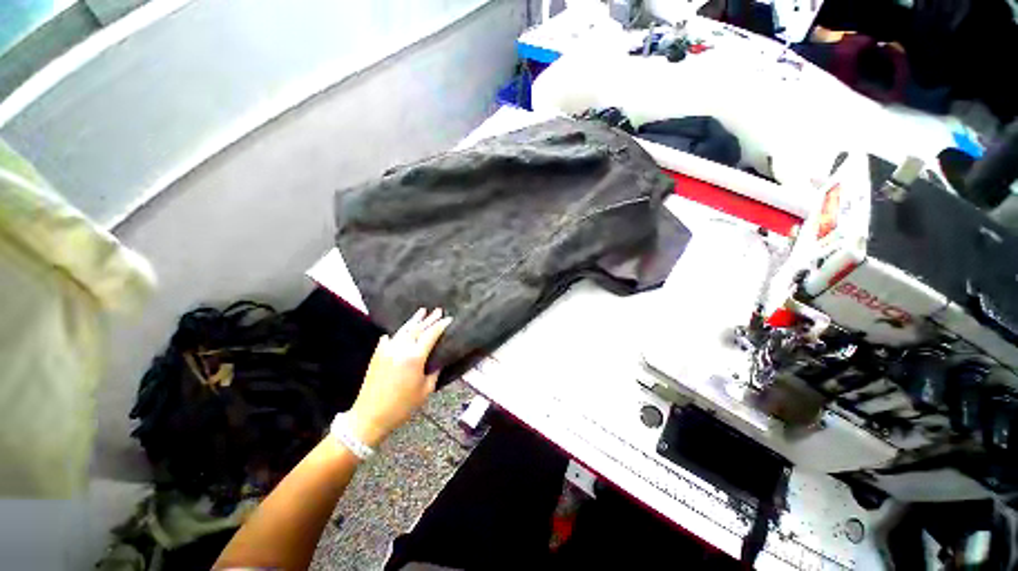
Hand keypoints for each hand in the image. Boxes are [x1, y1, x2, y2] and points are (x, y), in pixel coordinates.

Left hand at [348, 308, 451, 447]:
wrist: (369, 416)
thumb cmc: (402, 406)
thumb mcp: (426, 390)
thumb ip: (434, 372)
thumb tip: (438, 361)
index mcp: (415, 357)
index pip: (431, 335)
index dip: (441, 325)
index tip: (449, 318)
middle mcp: (400, 348)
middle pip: (417, 328)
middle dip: (429, 319)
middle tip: (438, 310)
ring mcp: (387, 349)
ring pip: (403, 330)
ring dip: (414, 320)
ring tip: (422, 311)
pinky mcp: (377, 354)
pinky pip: (389, 338)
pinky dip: (397, 333)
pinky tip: (400, 331)